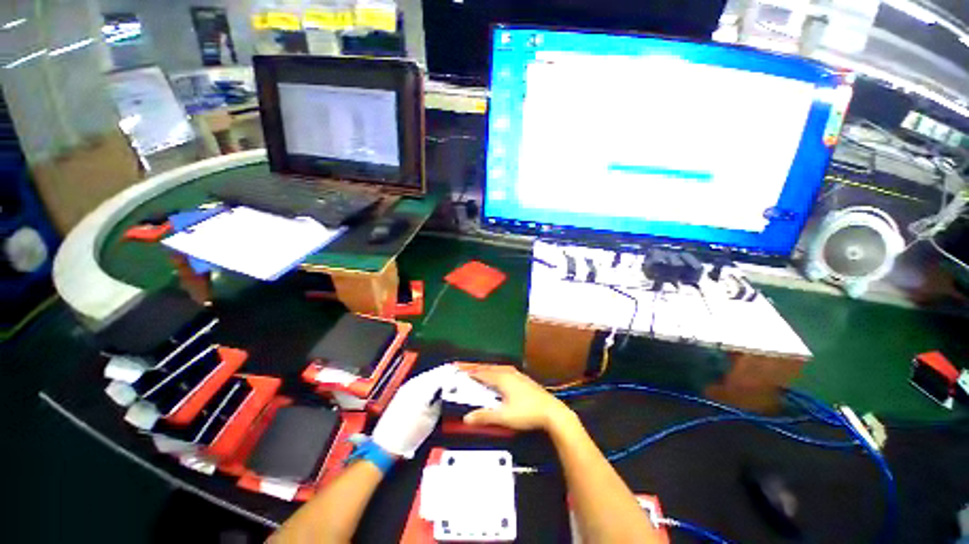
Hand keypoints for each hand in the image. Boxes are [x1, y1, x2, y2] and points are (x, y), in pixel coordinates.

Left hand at [371, 364, 458, 458]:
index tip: (458, 373)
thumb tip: (446, 393)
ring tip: (445, 376)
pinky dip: (428, 379)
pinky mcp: (402, 392)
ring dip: (436, 374)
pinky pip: (419, 380)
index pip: (441, 375)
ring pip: (426, 375)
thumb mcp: (432, 419)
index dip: (451, 374)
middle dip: (444, 372)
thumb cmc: (408, 435)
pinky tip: (432, 383)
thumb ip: (440, 401)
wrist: (387, 444)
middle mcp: (414, 385)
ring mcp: (407, 387)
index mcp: (422, 390)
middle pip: (433, 372)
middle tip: (454, 372)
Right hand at [460, 365, 576, 431]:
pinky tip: (499, 374)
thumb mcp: (504, 417)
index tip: (458, 369)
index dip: (470, 372)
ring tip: (479, 370)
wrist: (552, 411)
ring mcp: (517, 374)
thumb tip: (466, 418)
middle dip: (476, 367)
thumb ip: (485, 416)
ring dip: (486, 368)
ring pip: (497, 368)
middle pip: (489, 368)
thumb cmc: (527, 413)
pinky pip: (504, 370)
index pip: (482, 373)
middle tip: (465, 367)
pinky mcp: (523, 378)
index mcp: (502, 379)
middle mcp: (508, 373)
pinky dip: (496, 371)